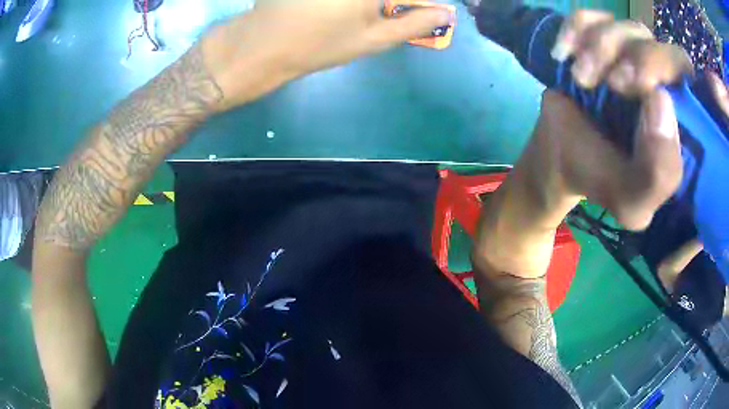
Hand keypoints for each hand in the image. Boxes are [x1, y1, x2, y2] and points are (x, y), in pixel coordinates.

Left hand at [199, 0, 450, 110]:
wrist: (263, 43)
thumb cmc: (320, 44)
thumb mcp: (373, 39)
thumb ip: (414, 23)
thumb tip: (445, 14)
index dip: (417, 3)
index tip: (420, 10)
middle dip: (393, 3)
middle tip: (391, 12)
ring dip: (376, 4)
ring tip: (371, 12)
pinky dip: (354, 3)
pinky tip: (344, 9)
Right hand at [531, 10, 693, 230]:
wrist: (561, 158)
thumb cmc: (601, 179)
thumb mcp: (633, 201)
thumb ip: (658, 174)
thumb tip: (661, 101)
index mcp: (678, 121)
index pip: (686, 77)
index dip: (667, 69)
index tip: (641, 90)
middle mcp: (660, 82)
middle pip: (657, 43)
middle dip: (633, 57)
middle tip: (609, 84)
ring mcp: (629, 54)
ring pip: (624, 26)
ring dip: (599, 47)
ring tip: (580, 78)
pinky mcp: (598, 39)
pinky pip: (589, 15)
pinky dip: (574, 29)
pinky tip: (565, 53)